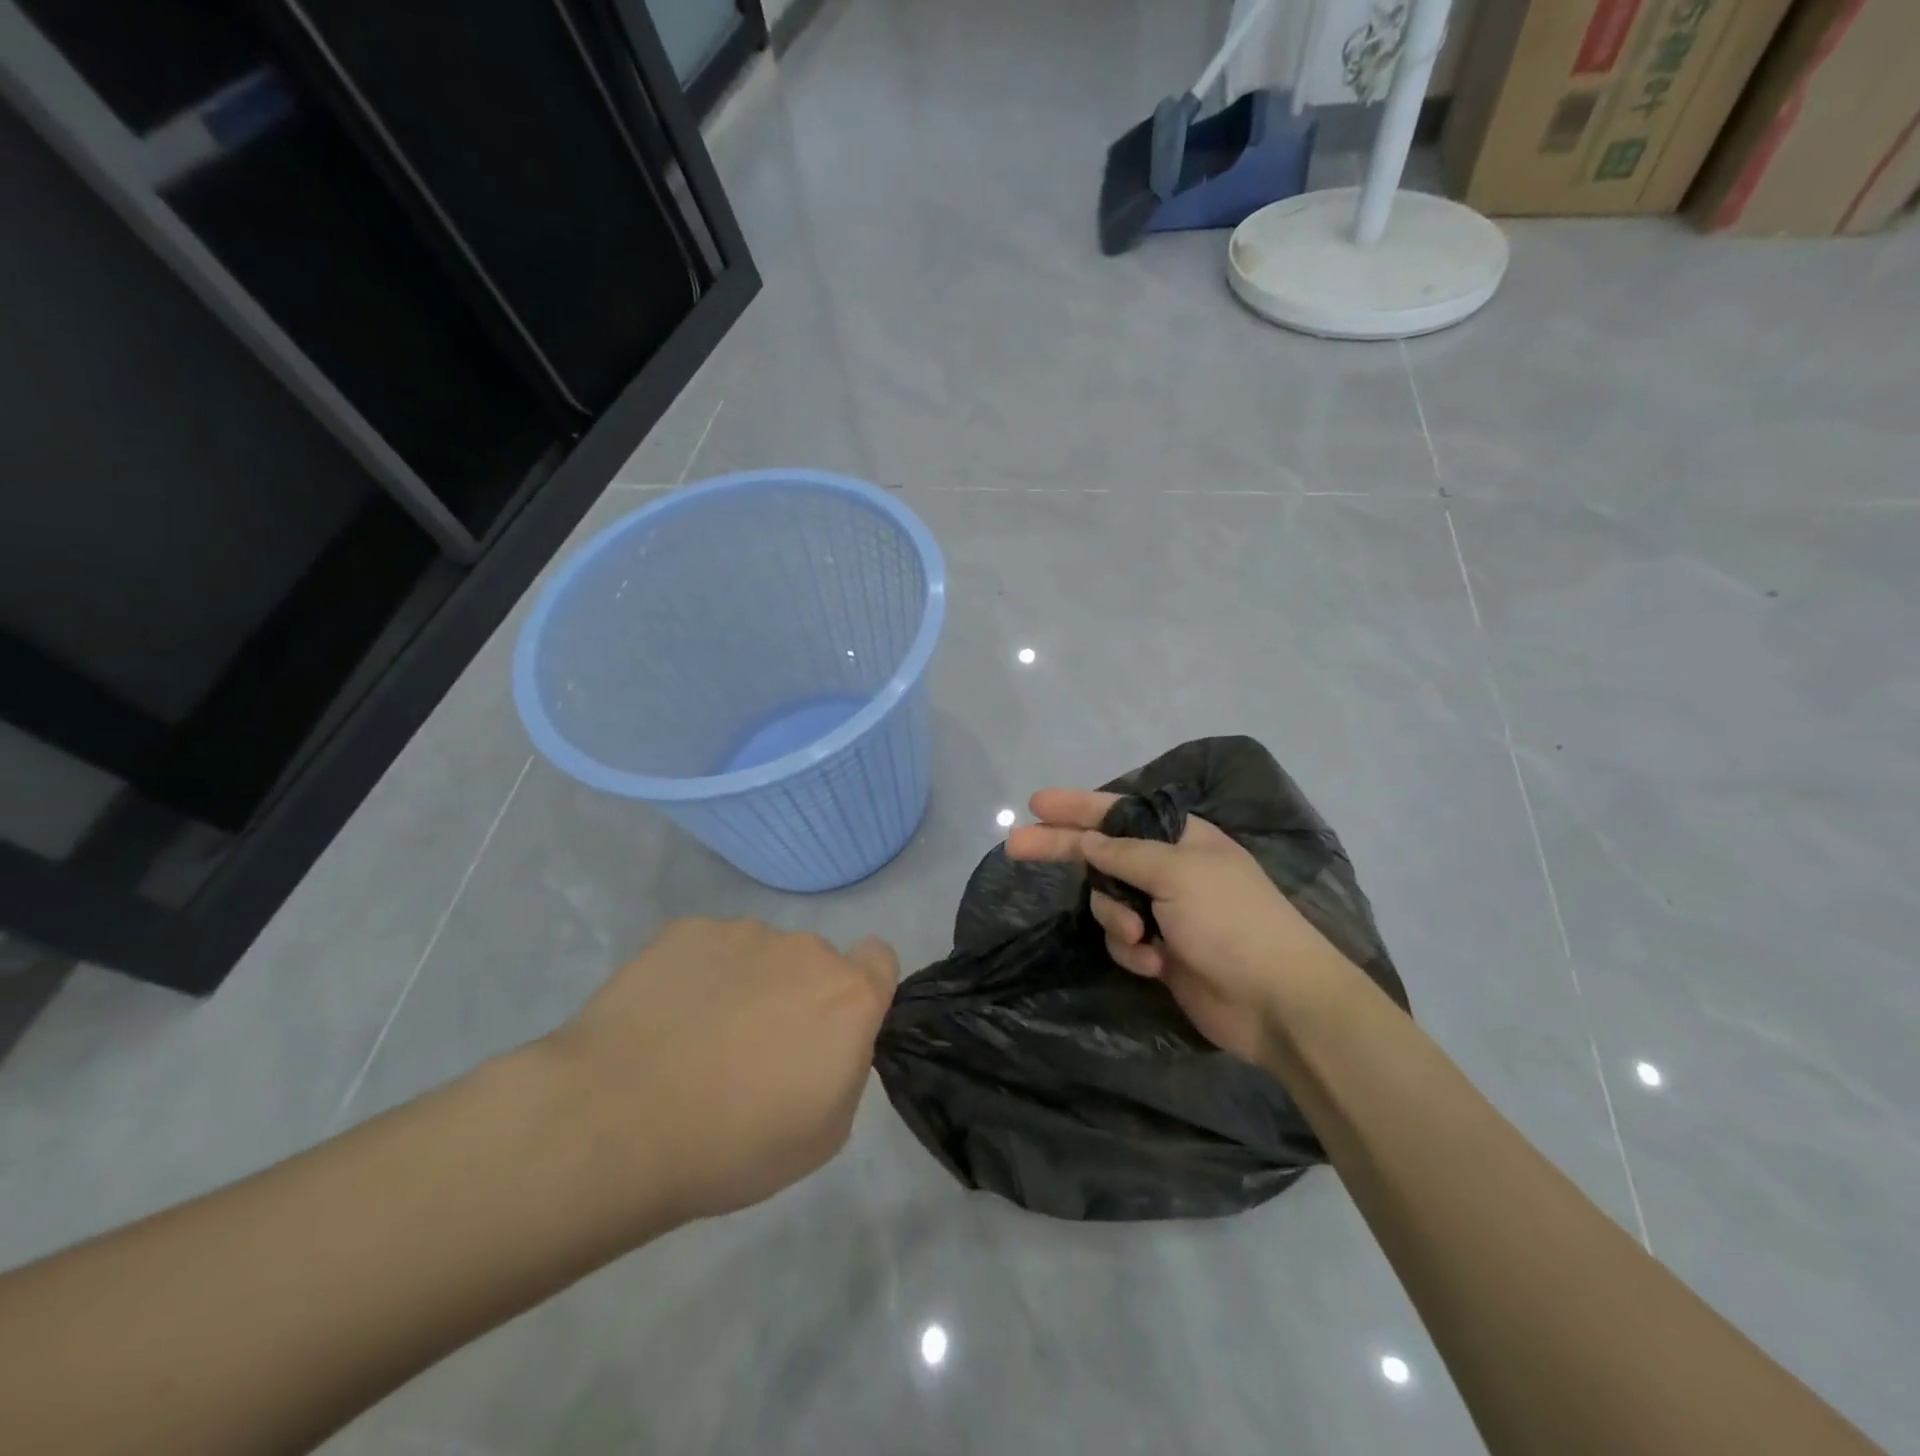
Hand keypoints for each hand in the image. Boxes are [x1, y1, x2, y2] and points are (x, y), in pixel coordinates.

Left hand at [544, 918, 897, 1234]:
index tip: (831, 1026)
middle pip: (814, 961)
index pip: (880, 958)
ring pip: (759, 953)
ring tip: (695, 1038)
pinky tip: (663, 1018)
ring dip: (745, 983)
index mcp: (848, 996)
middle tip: (752, 1049)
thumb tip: (830, 1041)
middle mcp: (805, 949)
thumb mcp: (823, 1133)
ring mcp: (743, 932)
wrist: (617, 1123)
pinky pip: (708, 947)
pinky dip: (697, 974)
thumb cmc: (733, 1145)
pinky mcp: (686, 930)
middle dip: (796, 994)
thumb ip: (846, 1068)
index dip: (863, 987)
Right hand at [1006, 790, 1355, 1066]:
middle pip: (1101, 854)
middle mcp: (1168, 869)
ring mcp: (1164, 912)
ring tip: (1141, 939)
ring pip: (1107, 903)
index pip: (1117, 812)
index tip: (1036, 804)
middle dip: (1063, 852)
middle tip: (1014, 847)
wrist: (1278, 1002)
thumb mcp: (1178, 873)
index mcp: (1181, 838)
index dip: (1075, 806)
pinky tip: (1155, 965)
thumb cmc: (1232, 921)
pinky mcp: (1160, 951)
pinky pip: (1122, 940)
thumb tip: (1088, 841)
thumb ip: (1124, 855)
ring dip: (1115, 920)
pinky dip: (1132, 952)